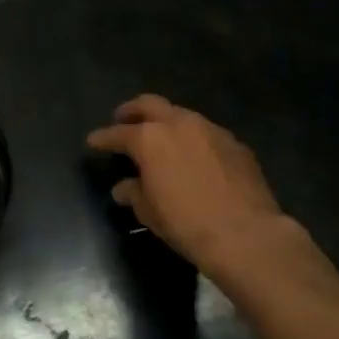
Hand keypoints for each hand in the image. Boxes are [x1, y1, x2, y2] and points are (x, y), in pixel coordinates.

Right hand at [86, 94, 291, 274]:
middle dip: (132, 110)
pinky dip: (193, 139)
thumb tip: (124, 188)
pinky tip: (194, 157)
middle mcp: (179, 124)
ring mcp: (211, 130)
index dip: (102, 138)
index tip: (93, 141)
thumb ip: (134, 193)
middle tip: (122, 118)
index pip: (118, 133)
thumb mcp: (150, 212)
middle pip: (150, 104)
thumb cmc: (186, 223)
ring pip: (181, 115)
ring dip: (166, 122)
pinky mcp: (236, 143)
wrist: (245, 234)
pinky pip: (207, 133)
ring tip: (160, 138)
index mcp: (150, 139)